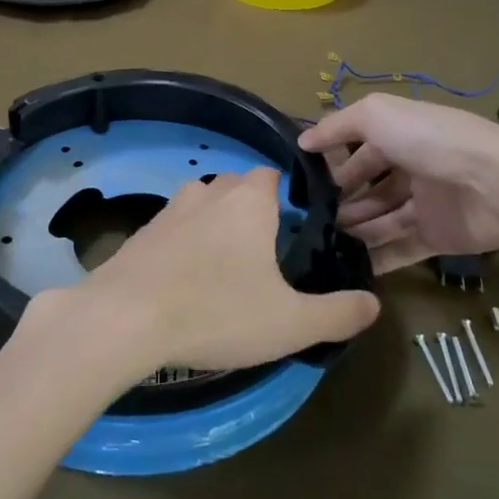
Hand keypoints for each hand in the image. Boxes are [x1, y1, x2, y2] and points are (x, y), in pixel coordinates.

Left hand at [66, 168, 379, 378]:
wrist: (124, 318)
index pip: (272, 175)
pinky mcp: (141, 232)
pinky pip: (173, 228)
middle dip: (252, 210)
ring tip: (226, 267)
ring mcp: (170, 209)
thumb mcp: (289, 323)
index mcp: (249, 200)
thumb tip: (374, 304)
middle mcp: (209, 192)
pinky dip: (184, 244)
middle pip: (237, 187)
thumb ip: (337, 313)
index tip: (295, 228)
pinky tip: (186, 280)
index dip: (286, 196)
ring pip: (202, 204)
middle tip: (265, 254)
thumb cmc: (217, 311)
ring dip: (215, 224)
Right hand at [300, 94, 498, 273]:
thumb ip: (337, 126)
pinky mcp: (436, 237)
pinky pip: (400, 249)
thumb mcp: (377, 115)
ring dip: (353, 230)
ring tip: (321, 242)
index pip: (360, 148)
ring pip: (381, 219)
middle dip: (341, 200)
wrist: (497, 186)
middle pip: (369, 186)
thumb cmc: (432, 141)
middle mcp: (412, 166)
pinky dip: (376, 258)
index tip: (305, 183)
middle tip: (308, 219)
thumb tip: (303, 141)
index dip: (334, 163)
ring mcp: (425, 204)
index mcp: (401, 134)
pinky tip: (347, 268)